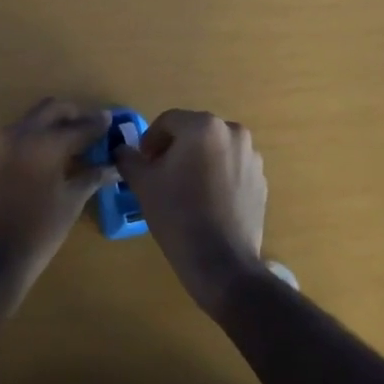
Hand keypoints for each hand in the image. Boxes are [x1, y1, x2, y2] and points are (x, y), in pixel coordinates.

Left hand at [0, 98, 111, 303]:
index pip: (78, 126)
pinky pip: (8, 144)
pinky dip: (26, 146)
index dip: (97, 124)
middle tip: (87, 125)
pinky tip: (34, 164)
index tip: (109, 120)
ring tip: (63, 144)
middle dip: (71, 114)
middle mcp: (17, 134)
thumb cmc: (39, 231)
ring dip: (46, 127)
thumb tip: (112, 167)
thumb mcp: (71, 202)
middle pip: (49, 109)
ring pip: (26, 123)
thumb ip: (91, 177)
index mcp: (44, 142)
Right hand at [114, 109, 268, 315]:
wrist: (221, 262)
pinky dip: (217, 176)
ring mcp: (251, 157)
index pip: (168, 121)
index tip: (143, 163)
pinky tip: (206, 202)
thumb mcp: (143, 184)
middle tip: (160, 174)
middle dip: (175, 149)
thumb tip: (122, 150)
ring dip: (197, 161)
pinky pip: (232, 168)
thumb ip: (129, 159)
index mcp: (203, 126)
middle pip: (194, 132)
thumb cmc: (177, 214)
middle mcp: (233, 133)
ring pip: (214, 150)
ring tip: (184, 189)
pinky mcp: (261, 181)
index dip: (150, 140)